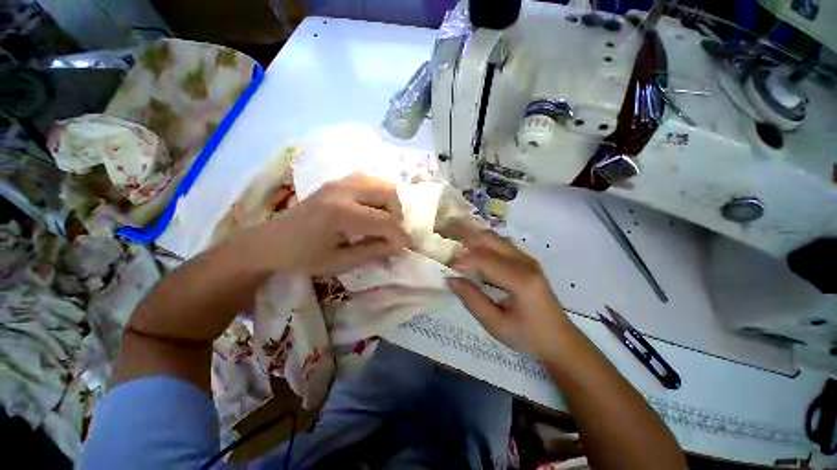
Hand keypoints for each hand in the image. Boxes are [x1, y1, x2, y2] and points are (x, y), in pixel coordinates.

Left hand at [256, 173, 412, 275]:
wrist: (270, 242)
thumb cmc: (302, 257)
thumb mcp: (339, 262)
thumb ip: (373, 252)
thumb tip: (401, 249)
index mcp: (340, 214)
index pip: (384, 221)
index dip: (400, 235)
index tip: (407, 247)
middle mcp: (342, 191)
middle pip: (388, 193)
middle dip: (397, 215)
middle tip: (392, 233)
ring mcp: (339, 182)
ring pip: (381, 182)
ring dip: (389, 202)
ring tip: (383, 221)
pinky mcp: (337, 181)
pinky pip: (369, 181)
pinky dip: (378, 194)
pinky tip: (371, 210)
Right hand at [443, 221, 572, 356]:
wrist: (559, 339)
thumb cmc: (528, 336)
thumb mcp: (496, 325)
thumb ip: (472, 300)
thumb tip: (451, 279)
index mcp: (522, 280)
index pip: (486, 260)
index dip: (463, 260)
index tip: (446, 265)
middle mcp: (525, 262)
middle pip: (490, 239)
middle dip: (464, 232)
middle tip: (442, 230)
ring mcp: (527, 258)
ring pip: (494, 237)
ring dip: (472, 233)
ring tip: (452, 232)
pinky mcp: (525, 260)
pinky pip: (499, 243)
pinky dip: (481, 240)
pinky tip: (469, 243)